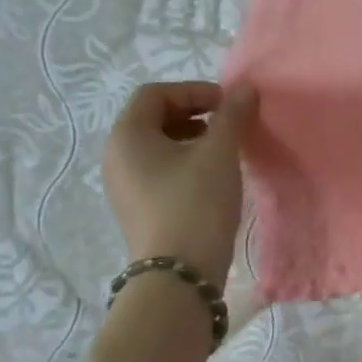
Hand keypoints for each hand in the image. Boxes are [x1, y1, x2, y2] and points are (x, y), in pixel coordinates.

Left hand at [101, 81, 256, 284]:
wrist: (179, 274)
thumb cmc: (195, 204)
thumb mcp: (219, 154)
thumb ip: (232, 115)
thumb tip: (245, 88)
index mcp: (127, 136)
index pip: (155, 94)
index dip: (194, 91)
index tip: (229, 104)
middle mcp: (116, 156)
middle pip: (153, 118)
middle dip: (194, 113)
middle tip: (229, 124)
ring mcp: (123, 185)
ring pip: (157, 146)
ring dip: (192, 138)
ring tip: (225, 151)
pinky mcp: (137, 208)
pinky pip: (158, 171)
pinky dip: (184, 163)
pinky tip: (212, 179)